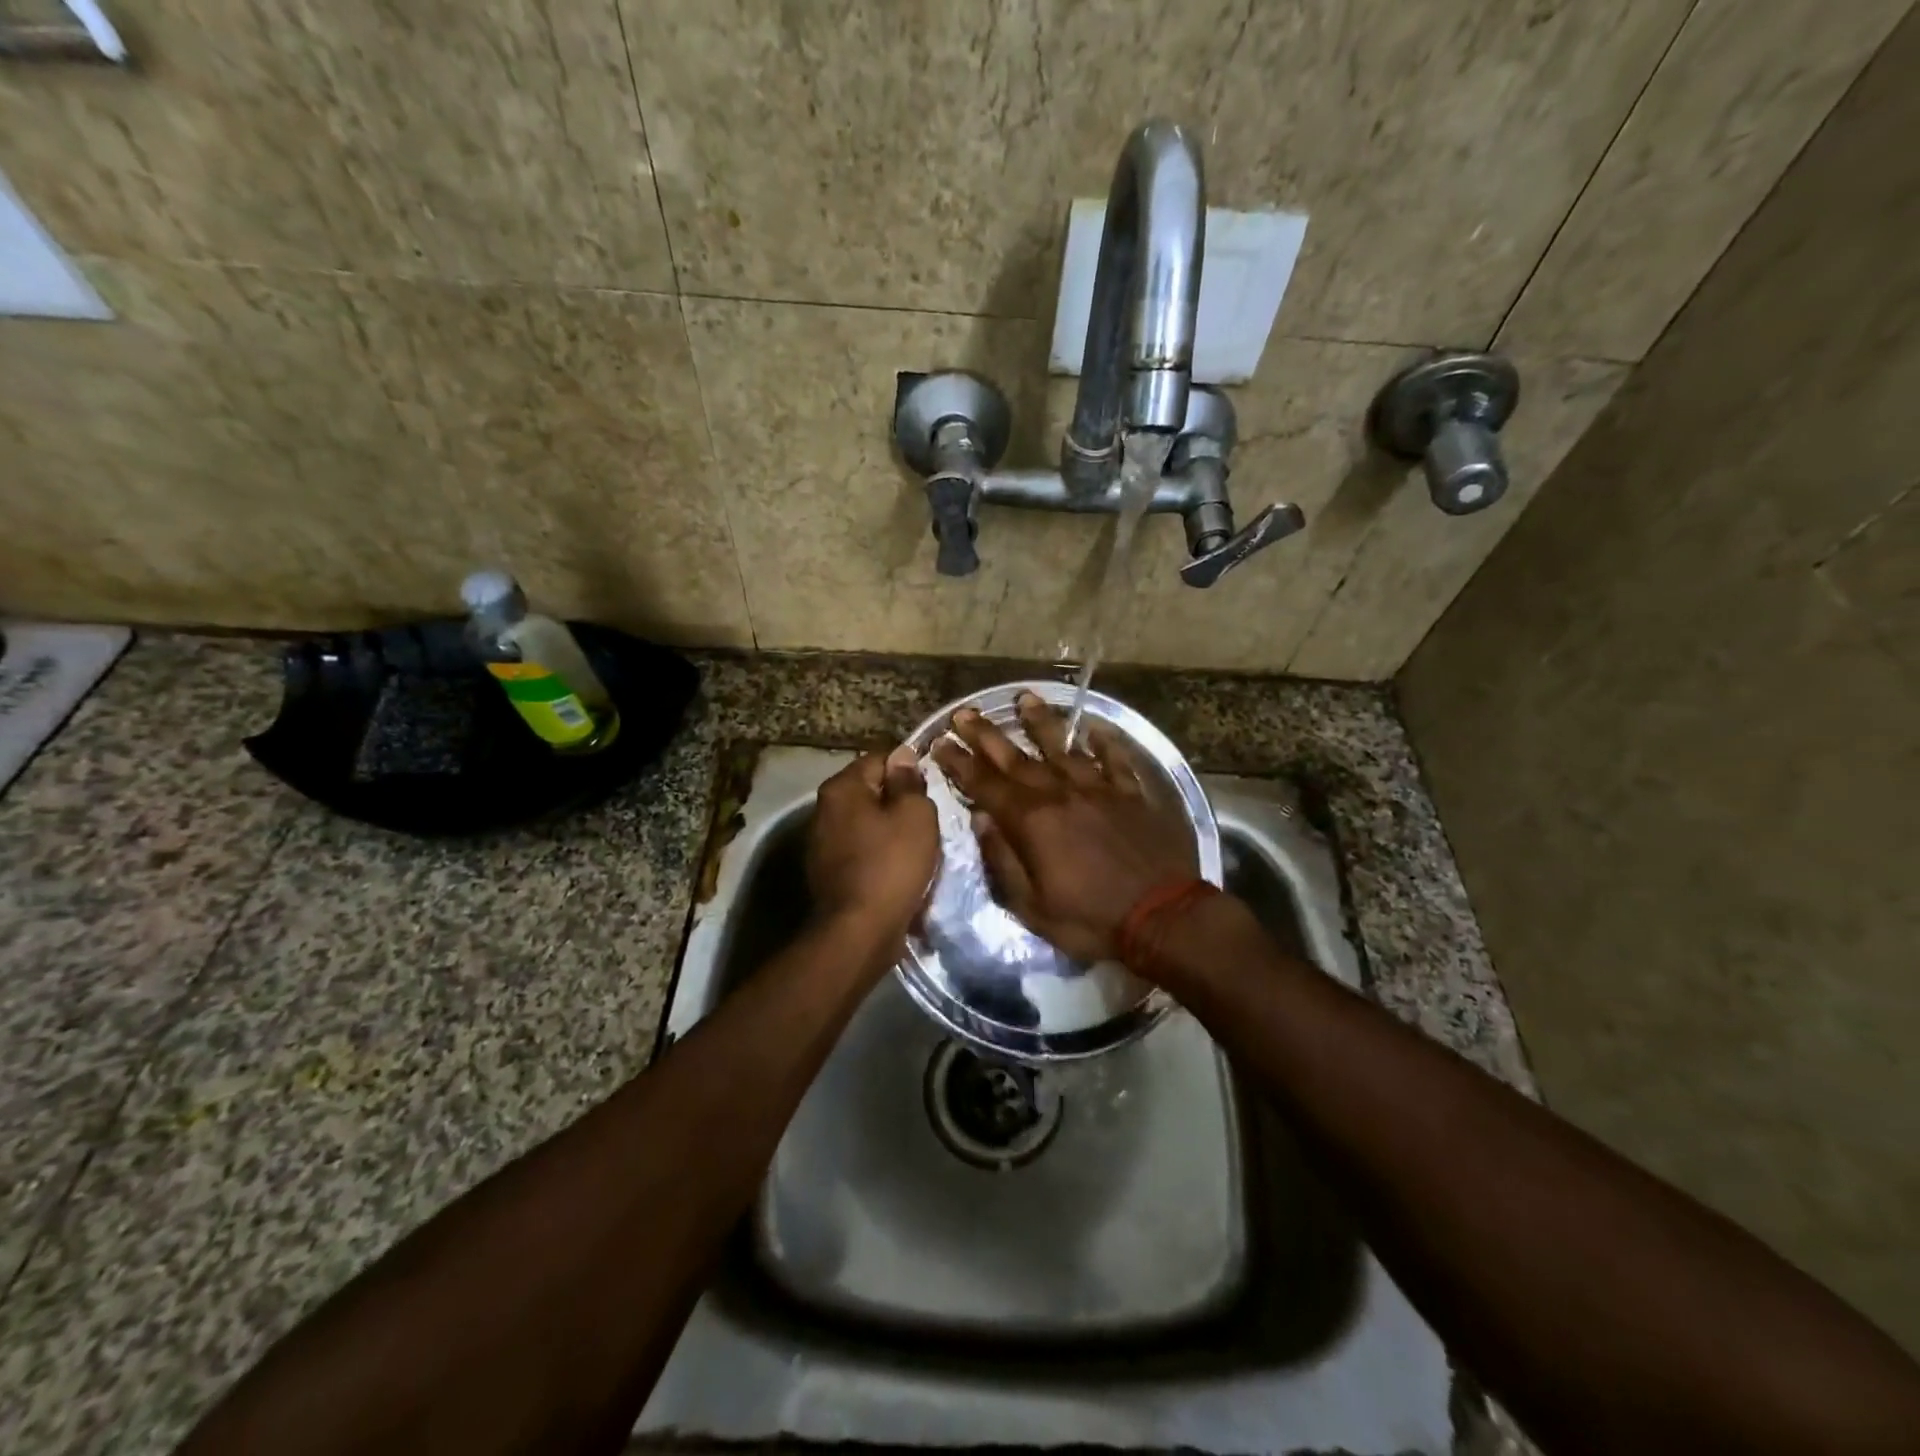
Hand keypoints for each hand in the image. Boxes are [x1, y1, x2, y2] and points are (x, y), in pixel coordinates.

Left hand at [807, 748, 939, 947]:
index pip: (880, 759)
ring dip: (891, 831)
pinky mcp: (828, 872)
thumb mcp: (915, 815)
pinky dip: (880, 855)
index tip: (932, 790)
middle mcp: (823, 809)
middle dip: (899, 802)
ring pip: (867, 823)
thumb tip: (902, 755)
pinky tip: (899, 870)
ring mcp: (821, 843)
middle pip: (871, 792)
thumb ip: (908, 782)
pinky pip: (861, 851)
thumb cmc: (892, 865)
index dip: (909, 770)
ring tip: (918, 847)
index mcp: (841, 788)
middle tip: (929, 819)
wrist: (859, 932)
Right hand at [930, 694, 1197, 963]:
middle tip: (965, 713)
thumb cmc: (1090, 919)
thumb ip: (1003, 859)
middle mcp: (1060, 794)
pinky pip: (1114, 760)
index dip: (959, 763)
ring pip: (1062, 747)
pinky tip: (1095, 727)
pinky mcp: (1131, 794)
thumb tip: (981, 819)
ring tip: (1024, 698)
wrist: (1163, 916)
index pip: (985, 785)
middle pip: (1016, 758)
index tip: (939, 742)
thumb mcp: (1032, 906)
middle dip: (986, 734)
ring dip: (1040, 722)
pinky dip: (1105, 743)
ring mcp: (1098, 789)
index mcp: (1032, 821)